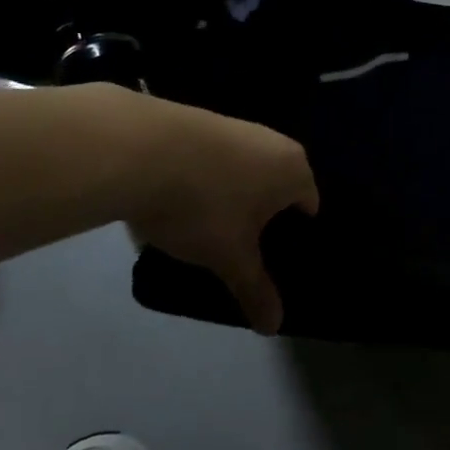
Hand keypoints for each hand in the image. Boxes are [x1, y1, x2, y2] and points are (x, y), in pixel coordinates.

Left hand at [121, 98, 318, 334]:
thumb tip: (275, 327)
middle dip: (262, 218)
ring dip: (233, 199)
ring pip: (246, 173)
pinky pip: (217, 161)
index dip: (294, 238)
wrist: (139, 149)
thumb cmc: (203, 205)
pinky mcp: (203, 122)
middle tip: (241, 251)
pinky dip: (207, 181)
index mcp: (294, 169)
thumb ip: (256, 290)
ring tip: (206, 230)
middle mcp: (274, 141)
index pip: (309, 206)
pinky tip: (181, 202)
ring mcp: (237, 127)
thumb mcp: (230, 257)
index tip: (273, 262)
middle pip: (277, 188)